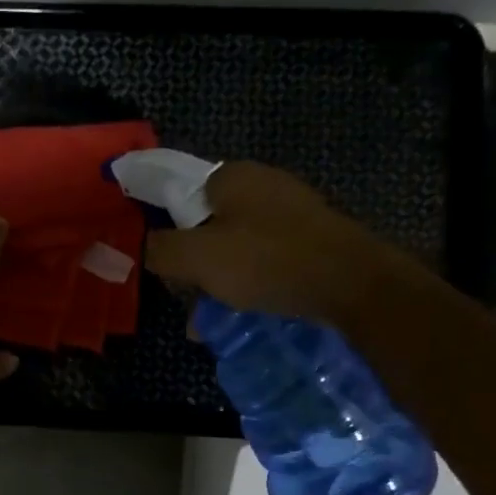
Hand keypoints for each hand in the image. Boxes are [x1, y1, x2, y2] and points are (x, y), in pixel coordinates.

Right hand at [143, 160, 384, 321]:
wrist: (350, 281)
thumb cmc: (266, 261)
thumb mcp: (198, 258)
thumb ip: (161, 250)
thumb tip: (145, 248)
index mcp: (232, 176)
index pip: (182, 194)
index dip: (167, 229)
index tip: (166, 265)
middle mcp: (263, 184)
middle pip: (210, 223)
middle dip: (194, 263)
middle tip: (188, 297)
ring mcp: (291, 210)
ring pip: (237, 245)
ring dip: (220, 279)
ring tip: (211, 318)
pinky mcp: (311, 237)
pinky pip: (266, 258)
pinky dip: (250, 282)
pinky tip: (245, 311)